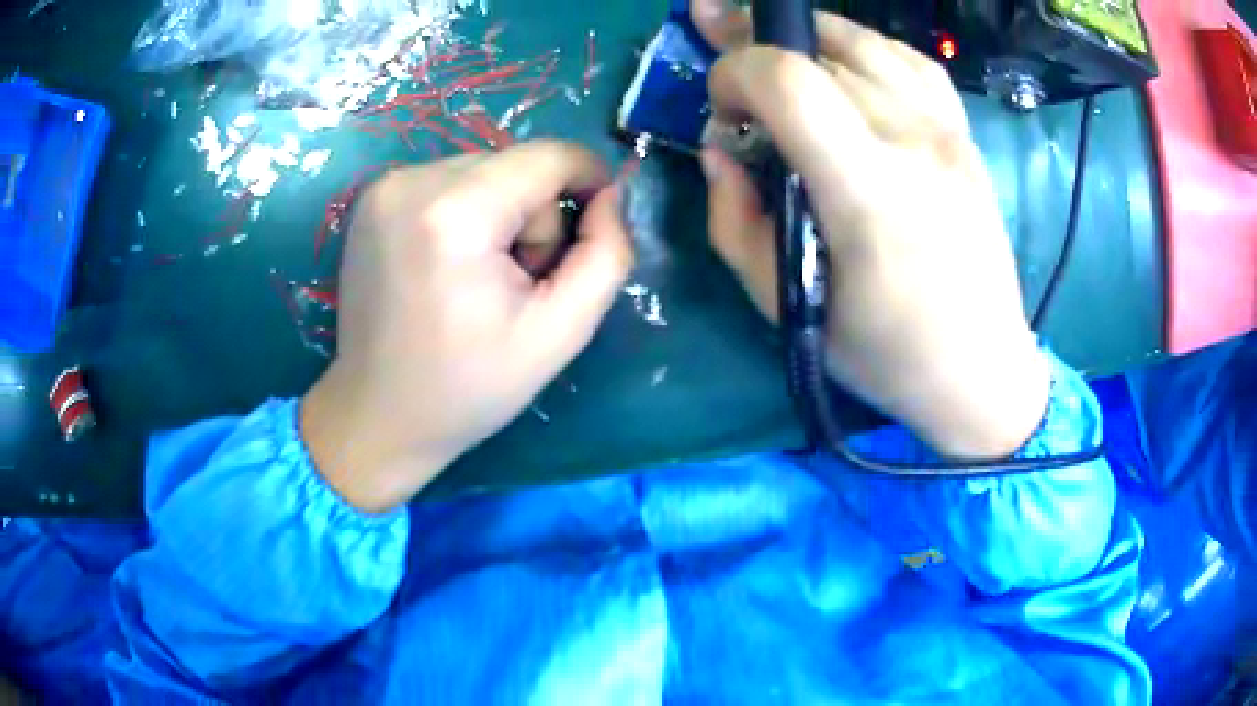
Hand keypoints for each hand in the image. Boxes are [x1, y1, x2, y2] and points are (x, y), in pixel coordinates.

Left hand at [301, 141, 632, 512]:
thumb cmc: (469, 387)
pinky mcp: (371, 199)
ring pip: (483, 171)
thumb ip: (606, 255)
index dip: (588, 181)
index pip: (550, 156)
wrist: (379, 415)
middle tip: (516, 282)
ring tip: (477, 279)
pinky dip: (464, 214)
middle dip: (534, 215)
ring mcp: (384, 187)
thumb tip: (610, 197)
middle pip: (516, 165)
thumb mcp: (561, 333)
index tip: (593, 228)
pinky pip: (447, 183)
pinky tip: (447, 266)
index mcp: (456, 213)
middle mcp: (412, 182)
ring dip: (499, 214)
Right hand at [693, 1, 1049, 458]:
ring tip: (778, 55)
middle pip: (821, 54)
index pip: (790, 82)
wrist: (980, 369)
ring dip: (809, 40)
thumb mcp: (786, 308)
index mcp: (869, 192)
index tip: (721, 107)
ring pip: (865, 43)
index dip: (737, 71)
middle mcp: (914, 142)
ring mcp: (947, 132)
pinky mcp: (965, 136)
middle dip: (758, 51)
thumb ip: (735, 221)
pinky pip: (911, 61)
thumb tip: (719, 153)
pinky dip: (867, 48)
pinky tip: (847, 65)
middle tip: (733, 75)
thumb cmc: (885, 353)